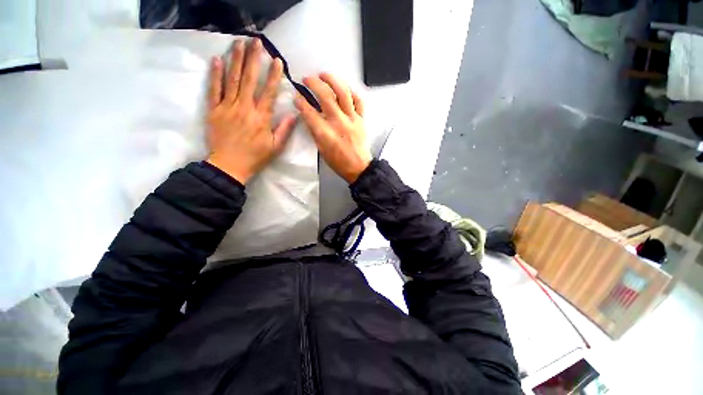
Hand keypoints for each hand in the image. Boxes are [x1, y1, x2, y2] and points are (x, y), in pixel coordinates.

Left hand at [206, 38, 296, 183]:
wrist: (229, 166)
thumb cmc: (256, 157)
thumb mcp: (276, 147)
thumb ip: (285, 130)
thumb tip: (295, 114)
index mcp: (261, 118)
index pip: (269, 92)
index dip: (273, 75)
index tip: (276, 60)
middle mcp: (245, 108)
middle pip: (249, 79)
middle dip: (253, 58)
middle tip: (256, 41)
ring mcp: (227, 107)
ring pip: (232, 79)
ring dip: (235, 59)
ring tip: (238, 43)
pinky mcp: (213, 110)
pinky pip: (213, 89)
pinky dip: (215, 74)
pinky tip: (217, 60)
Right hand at [294, 73, 371, 182]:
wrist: (359, 167)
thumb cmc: (338, 162)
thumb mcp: (321, 150)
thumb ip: (314, 131)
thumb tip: (308, 115)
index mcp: (326, 133)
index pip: (309, 111)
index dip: (300, 101)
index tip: (296, 96)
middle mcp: (339, 123)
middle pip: (325, 96)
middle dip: (313, 83)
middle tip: (307, 79)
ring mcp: (352, 119)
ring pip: (343, 93)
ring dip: (332, 80)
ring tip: (324, 75)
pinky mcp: (362, 119)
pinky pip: (359, 101)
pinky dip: (351, 92)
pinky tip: (344, 89)